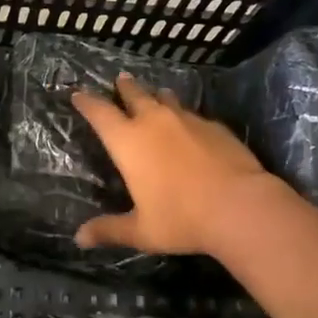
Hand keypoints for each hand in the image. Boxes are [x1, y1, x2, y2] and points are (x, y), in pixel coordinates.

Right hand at [71, 73, 279, 256]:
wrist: (240, 205)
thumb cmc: (181, 218)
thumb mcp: (141, 231)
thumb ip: (109, 230)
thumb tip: (79, 238)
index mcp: (128, 142)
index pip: (100, 113)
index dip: (86, 102)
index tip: (78, 94)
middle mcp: (154, 122)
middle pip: (134, 95)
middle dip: (124, 87)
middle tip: (120, 79)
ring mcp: (187, 120)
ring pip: (166, 98)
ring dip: (157, 95)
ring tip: (156, 94)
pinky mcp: (214, 126)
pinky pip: (192, 114)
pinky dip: (184, 115)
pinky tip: (190, 124)